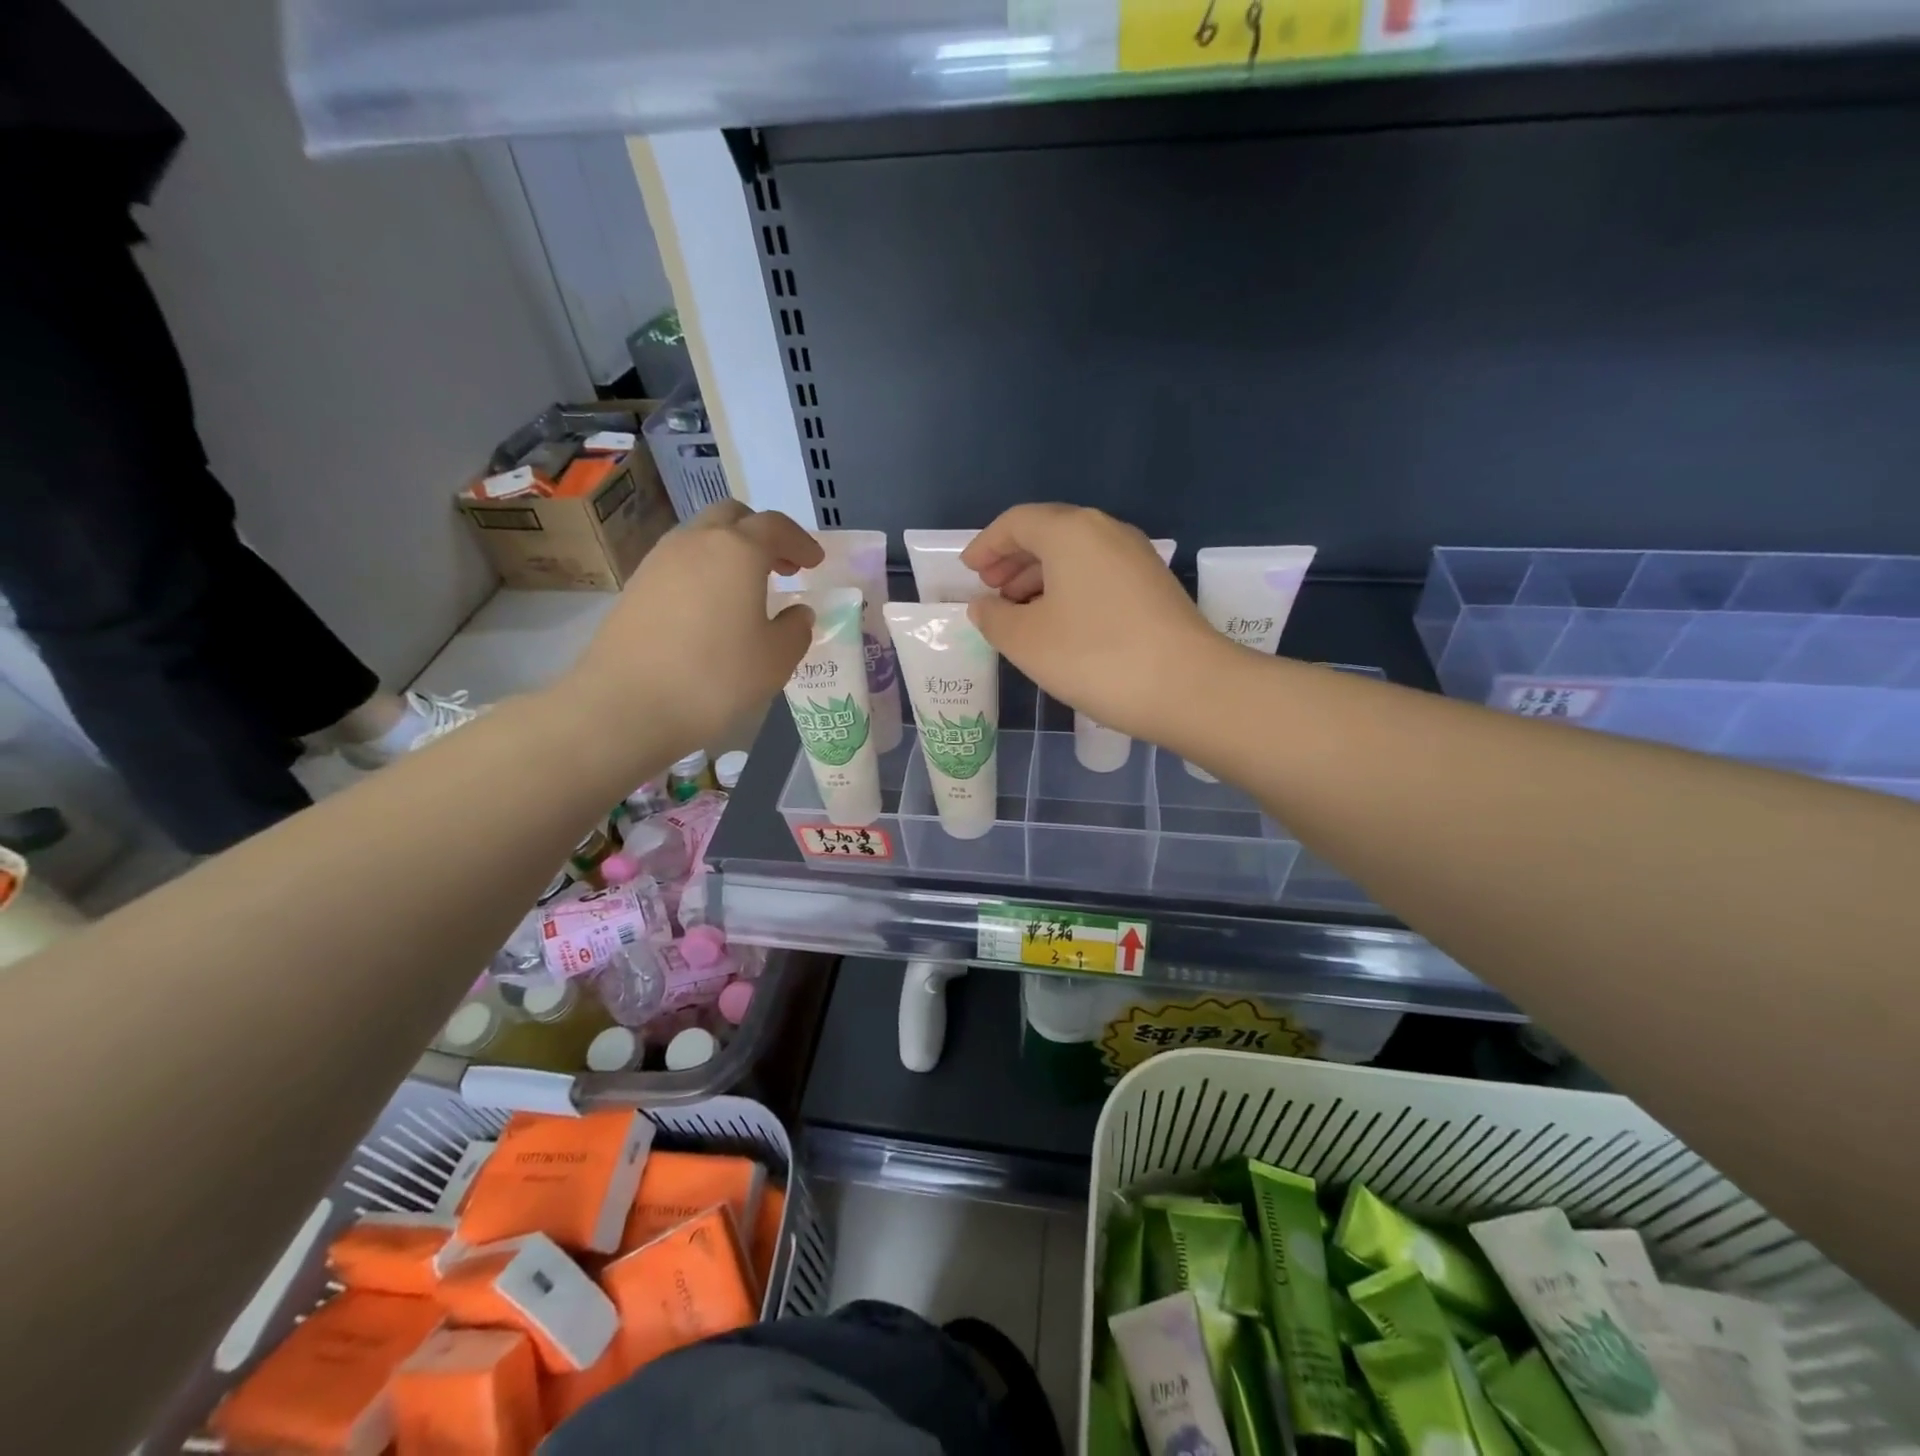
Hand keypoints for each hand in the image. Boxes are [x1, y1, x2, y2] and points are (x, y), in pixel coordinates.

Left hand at [559, 501, 822, 754]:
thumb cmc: (715, 678)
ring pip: (701, 538)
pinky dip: (703, 573)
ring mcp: (658, 561)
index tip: (815, 562)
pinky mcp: (635, 587)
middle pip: (732, 517)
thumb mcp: (776, 659)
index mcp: (737, 550)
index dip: (801, 542)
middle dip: (761, 534)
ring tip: (746, 590)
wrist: (626, 706)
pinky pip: (679, 564)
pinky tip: (711, 610)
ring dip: (729, 552)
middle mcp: (695, 542)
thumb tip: (797, 613)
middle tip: (781, 567)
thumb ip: (795, 629)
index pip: (776, 526)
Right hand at [961, 504, 1224, 744]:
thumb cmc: (1095, 656)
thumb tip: (985, 606)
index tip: (968, 571)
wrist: (1188, 687)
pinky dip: (1068, 590)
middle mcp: (1106, 531)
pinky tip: (1058, 624)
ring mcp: (1135, 558)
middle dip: (1012, 561)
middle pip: (1048, 534)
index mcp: (1070, 532)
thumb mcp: (1027, 641)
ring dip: (1039, 578)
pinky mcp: (1153, 586)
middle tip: (989, 591)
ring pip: (1075, 557)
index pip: (1016, 523)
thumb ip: (994, 618)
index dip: (986, 545)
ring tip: (1017, 612)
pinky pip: (1097, 575)